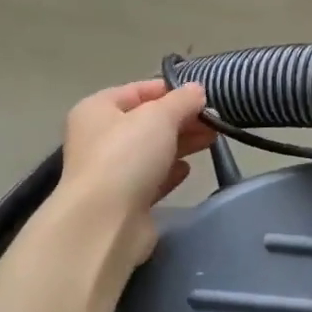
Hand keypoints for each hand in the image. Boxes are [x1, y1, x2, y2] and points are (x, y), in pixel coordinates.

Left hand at [57, 80, 214, 262]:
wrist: (105, 222)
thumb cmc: (127, 156)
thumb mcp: (159, 117)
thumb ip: (182, 101)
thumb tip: (197, 90)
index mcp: (97, 109)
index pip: (137, 90)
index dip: (170, 90)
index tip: (202, 96)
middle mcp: (98, 137)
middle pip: (146, 121)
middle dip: (181, 119)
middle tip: (214, 121)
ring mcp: (110, 170)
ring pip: (151, 150)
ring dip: (180, 143)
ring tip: (211, 140)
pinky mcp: (123, 200)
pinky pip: (150, 178)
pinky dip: (169, 172)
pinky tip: (187, 170)